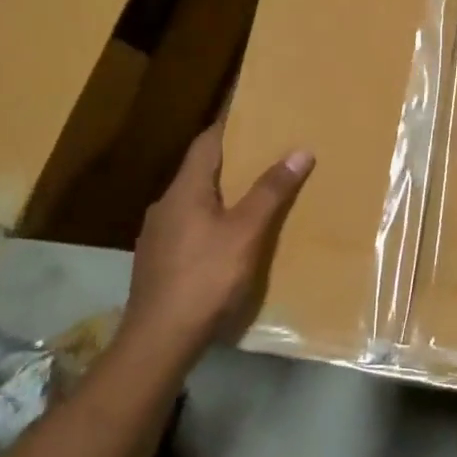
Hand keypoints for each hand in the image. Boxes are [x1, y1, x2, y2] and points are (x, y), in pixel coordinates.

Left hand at [115, 122, 313, 365]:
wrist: (158, 341)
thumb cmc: (205, 278)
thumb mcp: (247, 232)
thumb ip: (271, 191)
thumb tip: (300, 150)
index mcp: (184, 190)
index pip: (206, 143)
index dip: (229, 126)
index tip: (254, 115)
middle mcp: (165, 206)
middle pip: (199, 172)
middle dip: (231, 162)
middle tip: (265, 155)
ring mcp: (157, 236)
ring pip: (193, 202)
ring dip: (220, 194)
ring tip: (252, 197)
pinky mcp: (157, 263)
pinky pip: (188, 228)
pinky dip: (211, 222)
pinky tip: (228, 239)